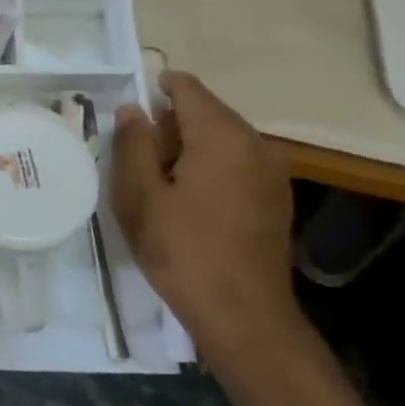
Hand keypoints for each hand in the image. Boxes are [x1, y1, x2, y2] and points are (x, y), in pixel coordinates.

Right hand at [111, 71, 301, 363]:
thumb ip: (133, 144)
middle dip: (169, 124)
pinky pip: (236, 163)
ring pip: (221, 139)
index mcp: (222, 136)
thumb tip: (133, 109)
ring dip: (188, 147)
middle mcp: (256, 144)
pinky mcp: (275, 198)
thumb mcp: (139, 195)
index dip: (155, 89)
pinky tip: (186, 199)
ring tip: (156, 180)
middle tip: (135, 156)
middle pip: (206, 112)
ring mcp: (273, 173)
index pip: (187, 88)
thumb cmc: (182, 250)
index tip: (129, 113)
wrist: (244, 316)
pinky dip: (209, 167)